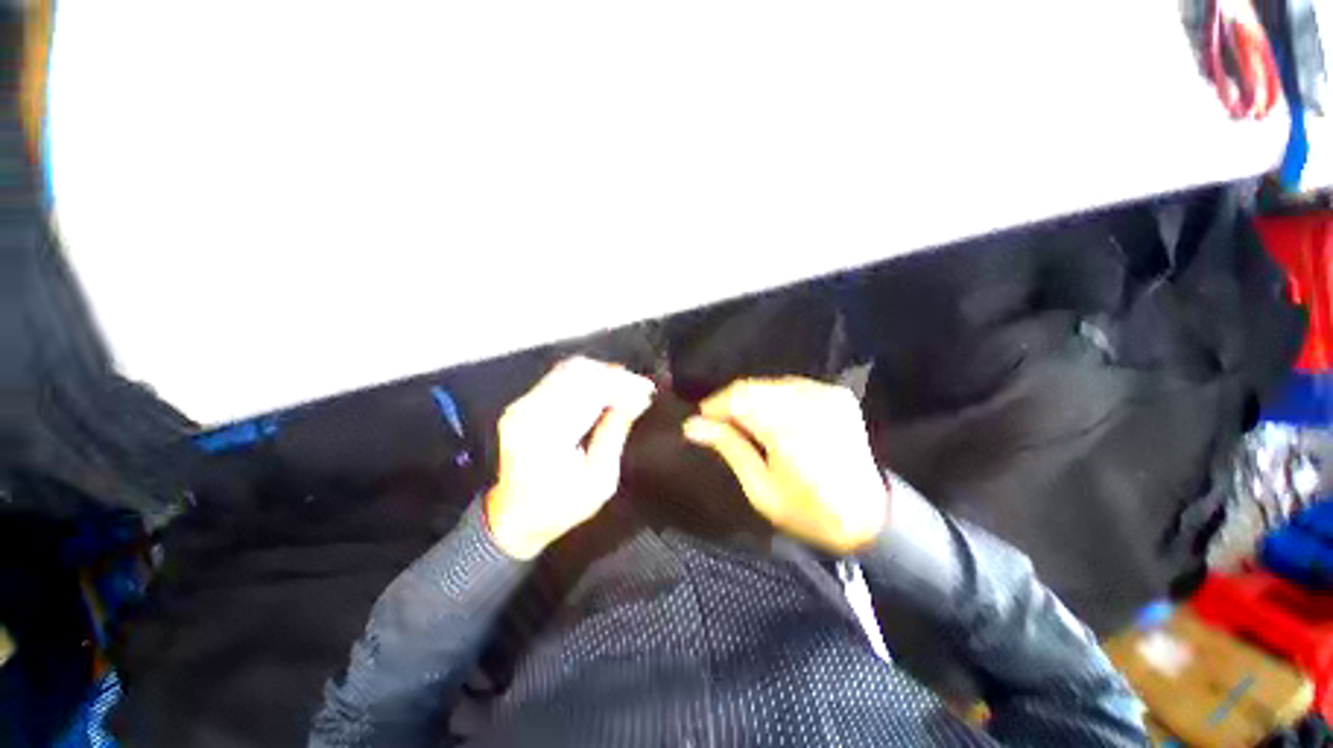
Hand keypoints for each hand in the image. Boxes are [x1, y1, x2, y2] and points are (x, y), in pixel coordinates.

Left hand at [485, 357, 655, 559]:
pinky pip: (560, 377)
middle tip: (641, 388)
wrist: (513, 518)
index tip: (647, 391)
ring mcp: (521, 405)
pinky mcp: (522, 403)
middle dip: (615, 376)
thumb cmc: (560, 508)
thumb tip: (637, 400)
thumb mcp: (599, 481)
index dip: (622, 386)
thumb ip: (614, 434)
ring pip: (569, 369)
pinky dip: (587, 377)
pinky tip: (605, 388)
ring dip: (603, 374)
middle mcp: (529, 413)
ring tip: (627, 387)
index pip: (590, 393)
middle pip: (578, 373)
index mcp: (547, 436)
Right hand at [682, 377, 887, 553]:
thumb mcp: (760, 488)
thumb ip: (728, 447)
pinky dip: (775, 398)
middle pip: (753, 387)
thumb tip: (691, 425)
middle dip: (732, 403)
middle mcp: (809, 401)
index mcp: (788, 426)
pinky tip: (772, 418)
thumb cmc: (809, 512)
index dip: (715, 405)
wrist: (872, 517)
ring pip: (771, 384)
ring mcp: (826, 394)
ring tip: (744, 424)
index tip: (701, 421)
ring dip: (752, 400)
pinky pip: (792, 386)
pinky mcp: (837, 395)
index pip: (738, 397)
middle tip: (720, 425)